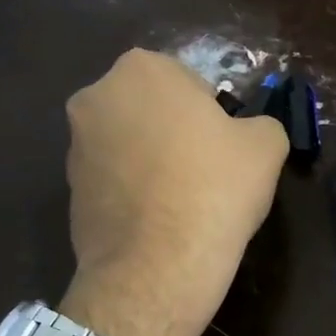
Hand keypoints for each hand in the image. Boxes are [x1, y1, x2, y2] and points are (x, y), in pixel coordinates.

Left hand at [62, 49, 286, 335]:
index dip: (214, 116)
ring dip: (152, 163)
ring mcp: (75, 146)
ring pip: (130, 145)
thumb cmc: (215, 189)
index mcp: (143, 69)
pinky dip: (134, 194)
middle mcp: (96, 97)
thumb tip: (249, 134)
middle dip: (175, 133)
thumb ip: (261, 124)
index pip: (190, 82)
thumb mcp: (266, 146)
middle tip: (206, 173)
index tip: (225, 148)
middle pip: (152, 110)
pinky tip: (159, 224)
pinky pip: (114, 182)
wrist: (158, 266)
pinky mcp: (68, 191)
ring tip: (182, 204)